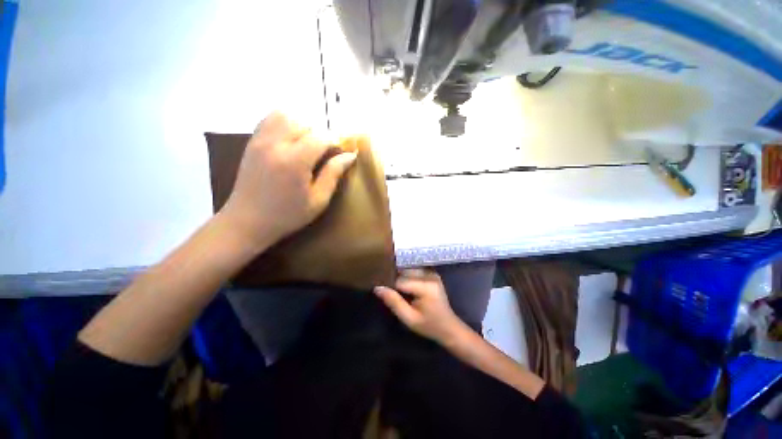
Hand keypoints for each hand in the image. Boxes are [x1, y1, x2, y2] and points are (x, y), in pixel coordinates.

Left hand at [221, 112, 356, 248]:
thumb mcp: (318, 200)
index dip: (336, 141)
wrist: (247, 221)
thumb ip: (333, 174)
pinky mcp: (252, 142)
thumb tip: (350, 156)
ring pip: (285, 114)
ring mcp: (260, 140)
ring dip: (302, 125)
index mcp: (294, 161)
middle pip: (304, 122)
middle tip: (325, 151)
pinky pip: (270, 119)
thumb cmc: (288, 215)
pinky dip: (285, 123)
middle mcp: (275, 144)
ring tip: (308, 143)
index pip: (321, 137)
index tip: (342, 151)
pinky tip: (291, 140)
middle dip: (320, 133)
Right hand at [375, 269, 466, 344]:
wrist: (449, 327)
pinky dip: (407, 275)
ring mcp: (432, 273)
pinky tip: (404, 285)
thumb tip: (377, 288)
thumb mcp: (409, 318)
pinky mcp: (432, 273)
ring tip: (394, 288)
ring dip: (400, 276)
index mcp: (426, 286)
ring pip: (408, 269)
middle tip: (387, 290)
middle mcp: (430, 275)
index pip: (400, 280)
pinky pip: (414, 270)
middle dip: (394, 279)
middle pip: (404, 271)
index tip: (382, 292)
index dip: (389, 285)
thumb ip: (394, 302)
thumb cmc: (429, 326)